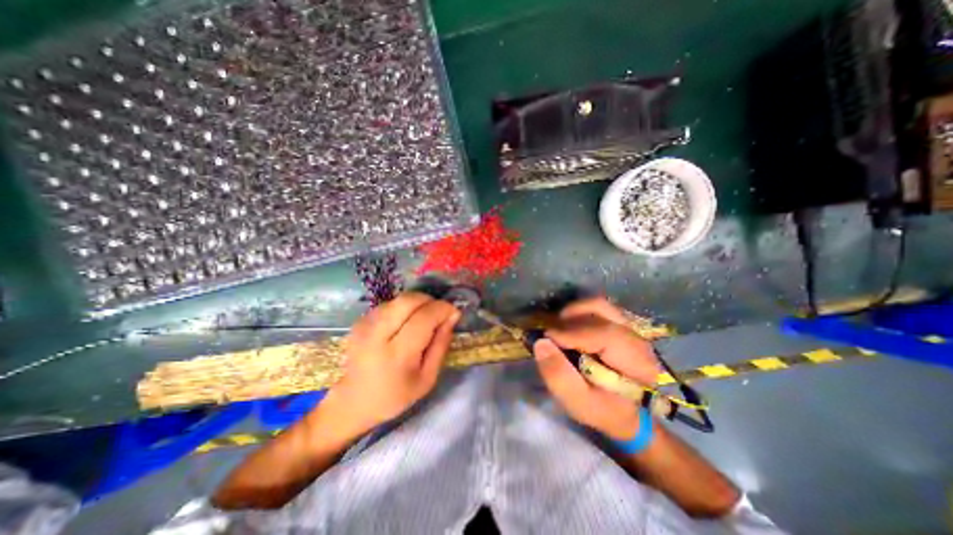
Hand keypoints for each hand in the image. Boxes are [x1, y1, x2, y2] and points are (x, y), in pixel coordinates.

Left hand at [330, 293, 459, 433]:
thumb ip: (441, 345)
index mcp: (397, 355)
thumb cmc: (395, 395)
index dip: (443, 309)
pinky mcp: (360, 321)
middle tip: (439, 313)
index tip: (454, 313)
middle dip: (430, 300)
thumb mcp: (428, 378)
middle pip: (409, 300)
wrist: (352, 402)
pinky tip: (405, 322)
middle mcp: (377, 334)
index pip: (424, 318)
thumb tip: (452, 316)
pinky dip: (404, 307)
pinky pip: (389, 304)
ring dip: (417, 303)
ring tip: (423, 319)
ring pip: (399, 299)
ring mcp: (365, 325)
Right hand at [534, 298, 664, 439]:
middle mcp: (637, 338)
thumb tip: (541, 343)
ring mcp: (630, 327)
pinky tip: (569, 327)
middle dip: (570, 319)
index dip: (572, 333)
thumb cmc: (603, 409)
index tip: (547, 338)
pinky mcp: (621, 324)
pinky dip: (579, 312)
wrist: (626, 411)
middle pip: (601, 312)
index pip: (604, 334)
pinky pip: (598, 308)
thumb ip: (559, 376)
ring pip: (599, 305)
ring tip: (558, 328)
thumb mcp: (578, 402)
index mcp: (637, 362)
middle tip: (551, 334)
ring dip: (573, 312)